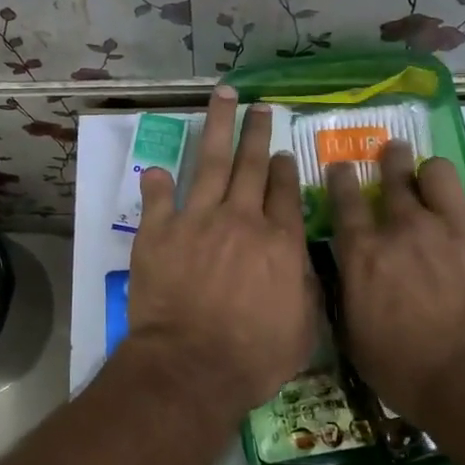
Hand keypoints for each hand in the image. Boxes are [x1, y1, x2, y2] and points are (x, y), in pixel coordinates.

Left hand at [125, 86, 314, 413]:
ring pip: (211, 163)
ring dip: (218, 127)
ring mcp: (197, 220)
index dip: (283, 169)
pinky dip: (158, 182)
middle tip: (261, 107)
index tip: (281, 153)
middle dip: (257, 132)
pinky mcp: (159, 232)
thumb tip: (302, 260)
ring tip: (223, 97)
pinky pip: (158, 198)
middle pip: (251, 166)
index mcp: (279, 242)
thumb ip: (306, 288)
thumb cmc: (253, 358)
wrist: (191, 366)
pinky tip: (160, 168)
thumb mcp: (303, 330)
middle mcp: (241, 220)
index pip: (284, 193)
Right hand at [328, 142, 464, 420]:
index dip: (341, 177)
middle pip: (393, 171)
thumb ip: (349, 295)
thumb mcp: (355, 338)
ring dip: (435, 177)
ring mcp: (458, 224)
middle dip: (390, 159)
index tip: (342, 169)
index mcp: (365, 251)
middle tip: (393, 157)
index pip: (344, 196)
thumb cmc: (409, 372)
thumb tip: (348, 276)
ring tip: (442, 191)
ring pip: (440, 170)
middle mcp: (406, 226)